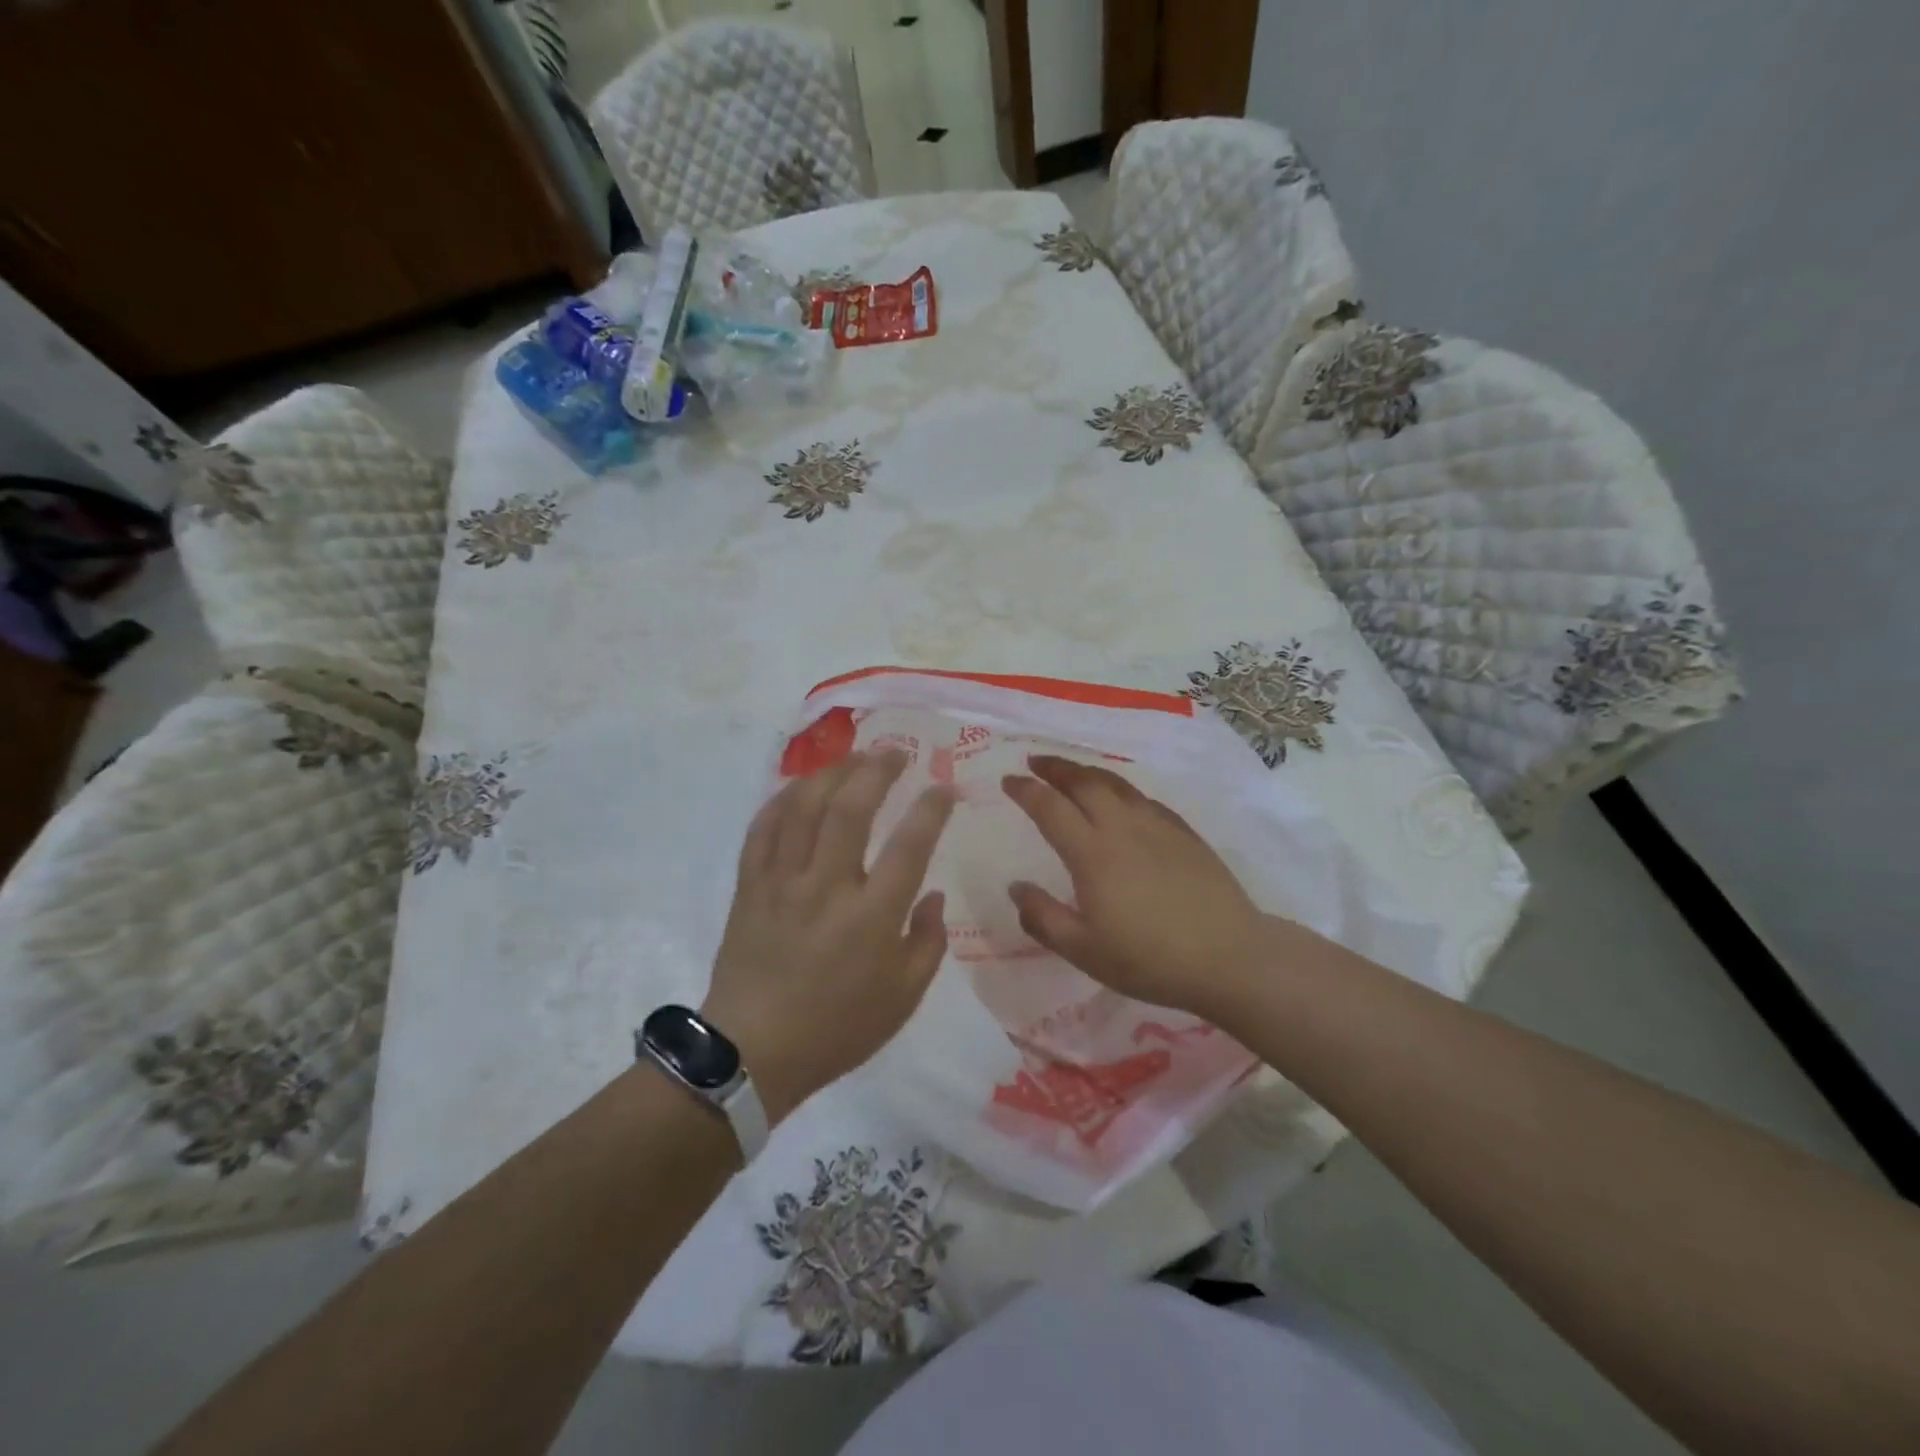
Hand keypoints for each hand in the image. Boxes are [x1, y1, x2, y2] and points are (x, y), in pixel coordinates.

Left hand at [702, 750, 954, 1125]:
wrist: (753, 1053)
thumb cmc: (837, 1029)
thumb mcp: (903, 999)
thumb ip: (928, 942)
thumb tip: (934, 895)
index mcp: (871, 917)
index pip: (909, 846)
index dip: (931, 809)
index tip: (944, 788)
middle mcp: (826, 888)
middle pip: (850, 810)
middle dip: (876, 771)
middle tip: (894, 752)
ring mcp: (782, 883)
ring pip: (803, 809)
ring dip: (831, 774)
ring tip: (852, 758)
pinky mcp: (750, 887)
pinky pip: (762, 830)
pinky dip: (782, 801)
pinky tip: (799, 788)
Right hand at [1001, 755, 1268, 1019]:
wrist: (1229, 957)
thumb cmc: (1149, 959)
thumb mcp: (1084, 950)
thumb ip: (1043, 917)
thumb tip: (1016, 887)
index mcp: (1092, 853)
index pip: (1050, 807)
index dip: (1026, 790)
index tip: (1008, 781)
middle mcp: (1121, 827)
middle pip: (1083, 782)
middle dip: (1055, 768)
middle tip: (1035, 763)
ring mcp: (1157, 825)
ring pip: (1115, 784)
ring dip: (1086, 772)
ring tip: (1070, 771)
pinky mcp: (1183, 833)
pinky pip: (1142, 798)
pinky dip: (1120, 789)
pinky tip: (1120, 800)